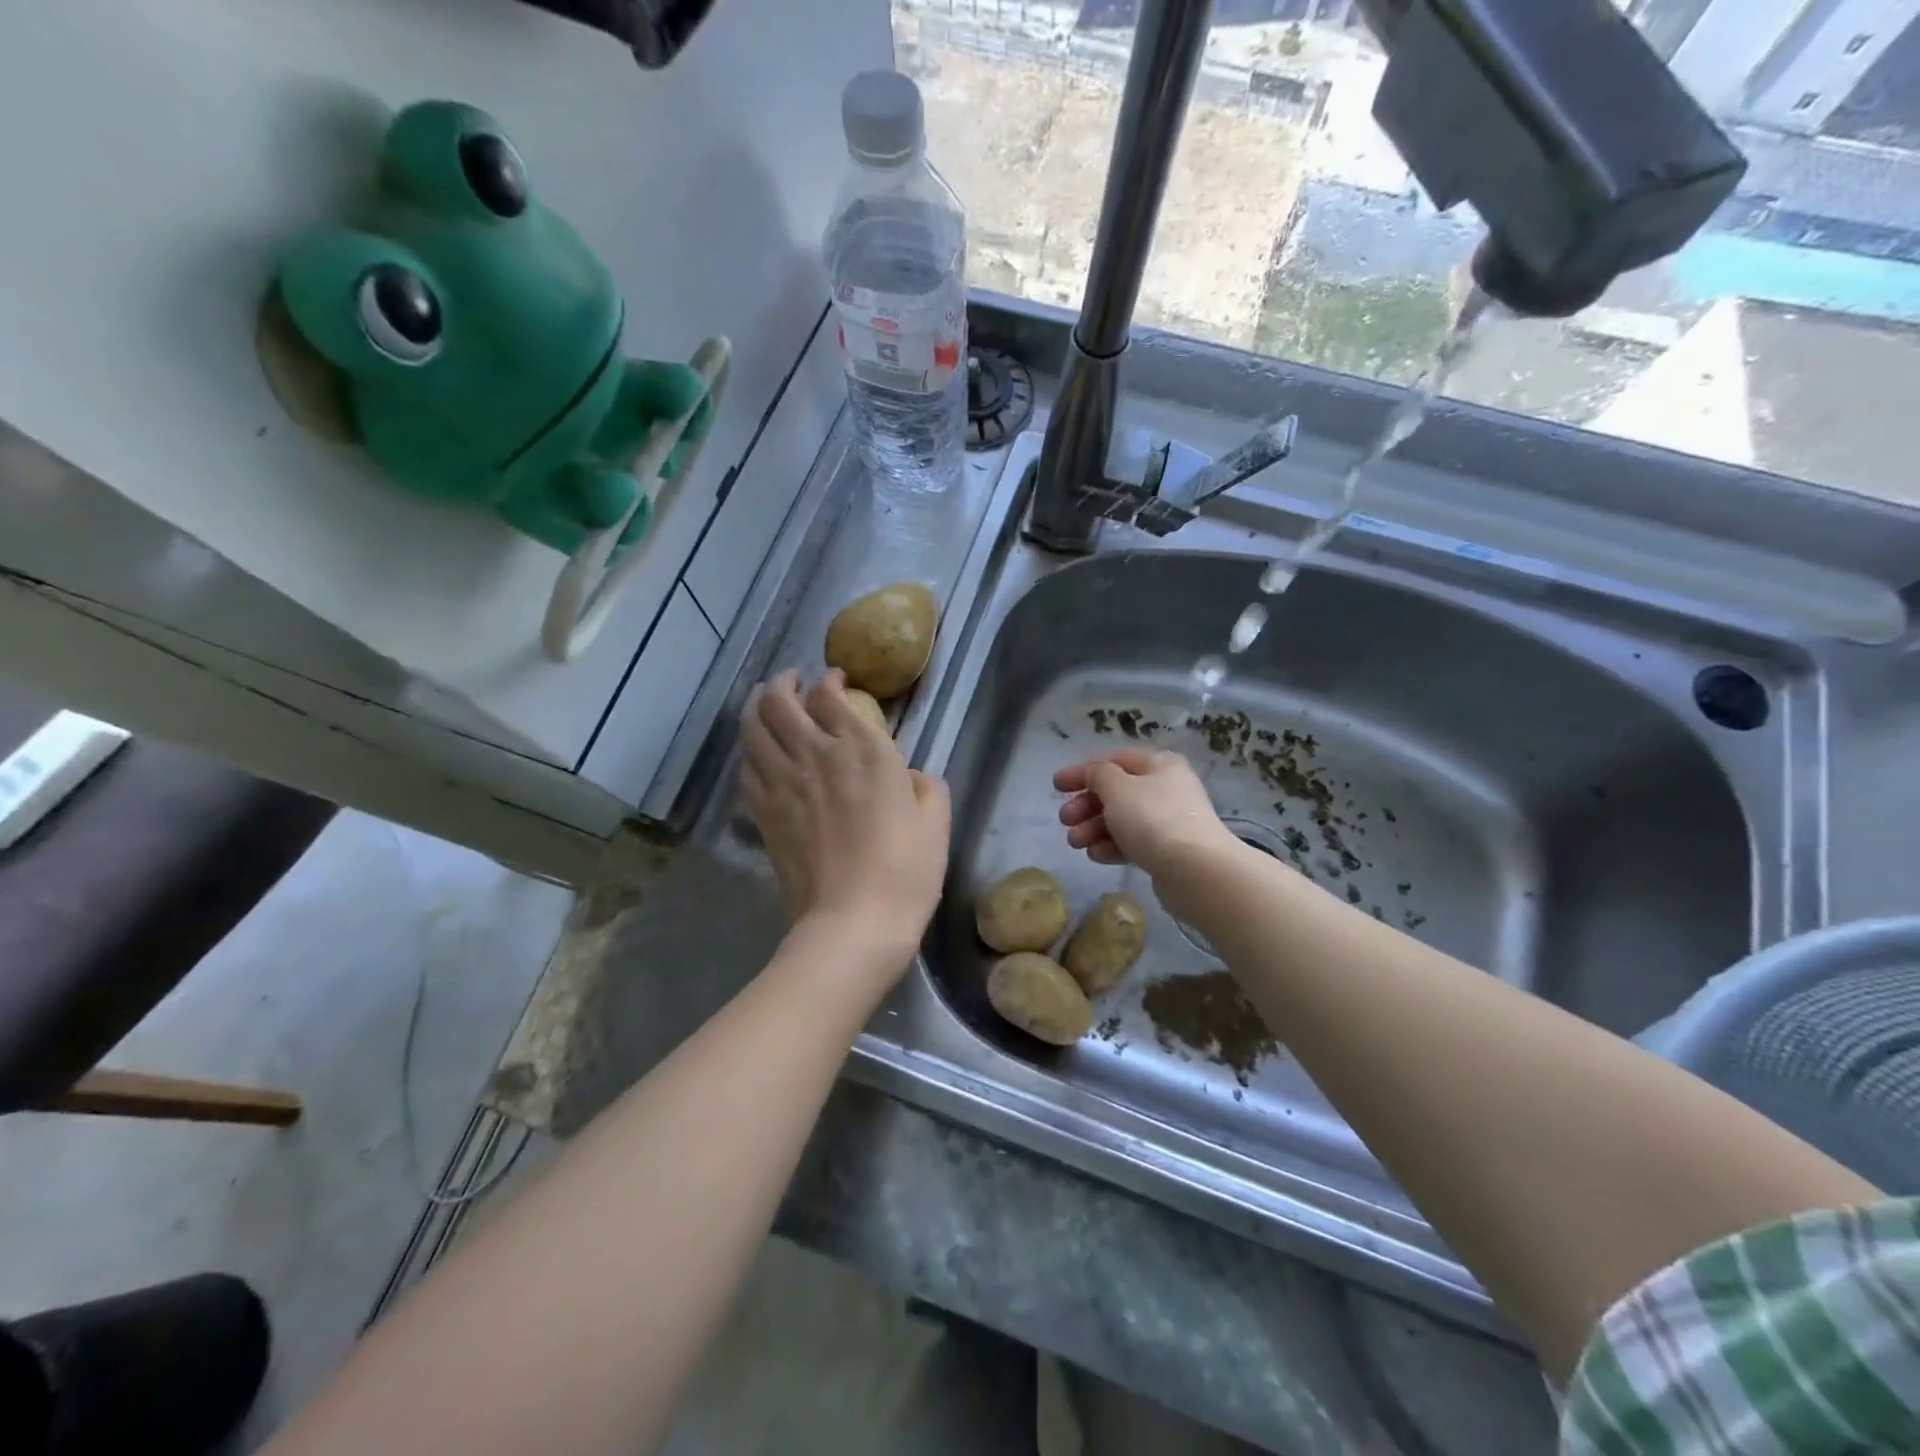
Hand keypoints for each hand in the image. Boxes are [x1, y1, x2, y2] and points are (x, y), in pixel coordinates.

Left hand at [741, 670, 950, 977]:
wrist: (853, 923)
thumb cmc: (905, 871)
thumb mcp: (936, 822)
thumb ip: (927, 787)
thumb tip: (911, 777)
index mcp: (863, 750)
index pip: (830, 696)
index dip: (829, 681)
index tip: (835, 680)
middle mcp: (816, 755)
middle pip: (780, 702)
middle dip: (782, 682)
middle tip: (790, 680)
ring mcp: (783, 784)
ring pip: (753, 728)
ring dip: (755, 707)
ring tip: (762, 702)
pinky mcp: (763, 814)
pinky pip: (747, 768)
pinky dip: (750, 750)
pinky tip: (756, 752)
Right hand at [1054, 749, 1235, 883]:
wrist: (1195, 870)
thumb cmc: (1152, 819)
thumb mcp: (1117, 788)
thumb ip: (1098, 775)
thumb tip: (1094, 774)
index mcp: (1159, 764)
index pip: (1112, 760)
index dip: (1081, 771)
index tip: (1055, 786)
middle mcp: (1166, 787)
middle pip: (1116, 791)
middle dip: (1086, 805)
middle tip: (1065, 820)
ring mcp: (1168, 820)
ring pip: (1121, 819)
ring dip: (1093, 828)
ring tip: (1076, 843)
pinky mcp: (1167, 850)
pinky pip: (1132, 842)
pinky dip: (1111, 846)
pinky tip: (1096, 855)